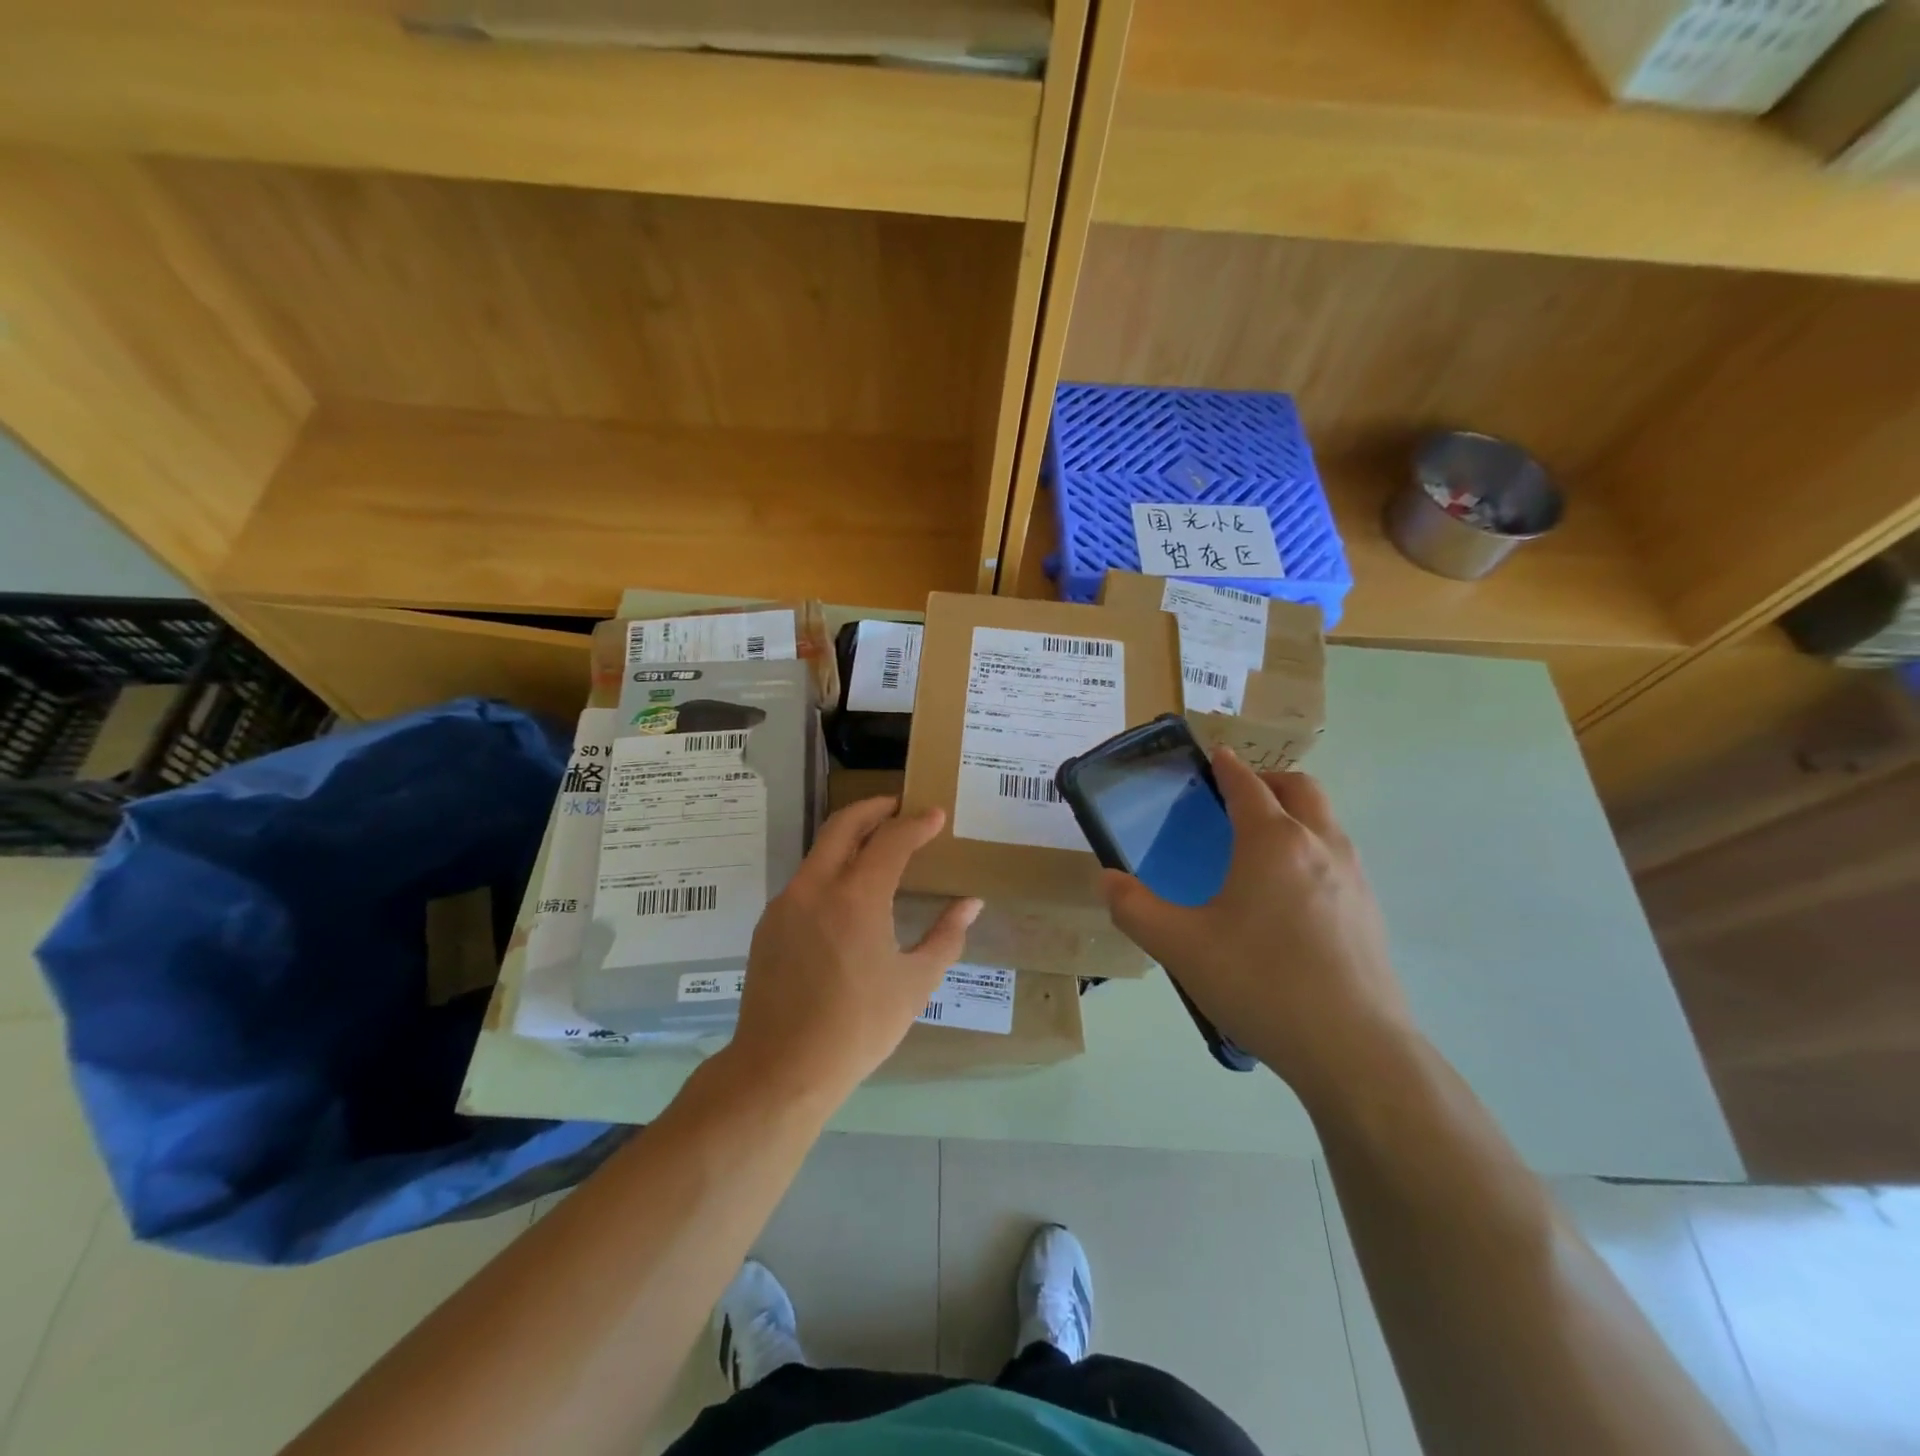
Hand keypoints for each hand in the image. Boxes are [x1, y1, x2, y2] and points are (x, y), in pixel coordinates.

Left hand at [725, 797, 981, 1102]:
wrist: (781, 1069)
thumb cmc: (858, 1027)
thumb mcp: (915, 983)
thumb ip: (946, 936)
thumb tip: (970, 904)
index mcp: (856, 896)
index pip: (891, 839)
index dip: (916, 823)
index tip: (936, 815)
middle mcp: (816, 886)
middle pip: (844, 824)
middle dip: (875, 808)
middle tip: (900, 808)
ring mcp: (787, 903)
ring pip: (820, 850)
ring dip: (851, 838)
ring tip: (878, 847)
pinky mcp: (770, 924)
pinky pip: (806, 880)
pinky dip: (832, 869)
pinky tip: (848, 895)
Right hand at [1101, 749, 1415, 1097]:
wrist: (1353, 1049)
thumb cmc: (1260, 982)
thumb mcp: (1179, 946)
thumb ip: (1133, 908)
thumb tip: (1106, 881)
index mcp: (1272, 840)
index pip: (1247, 784)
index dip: (1226, 767)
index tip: (1213, 758)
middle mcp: (1319, 845)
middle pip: (1300, 788)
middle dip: (1268, 781)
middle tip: (1236, 798)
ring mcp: (1354, 878)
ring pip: (1326, 822)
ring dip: (1295, 813)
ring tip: (1261, 845)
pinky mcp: (1371, 912)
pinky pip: (1339, 858)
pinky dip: (1313, 850)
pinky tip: (1289, 898)